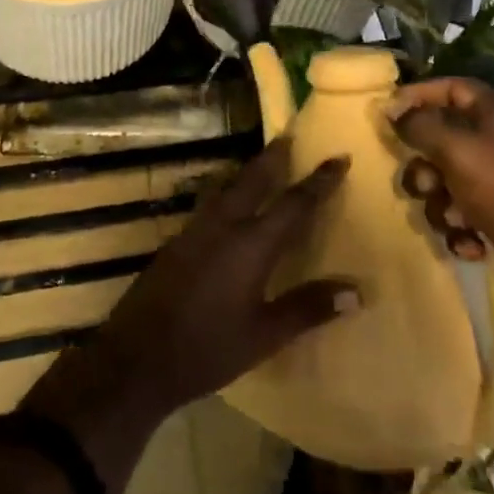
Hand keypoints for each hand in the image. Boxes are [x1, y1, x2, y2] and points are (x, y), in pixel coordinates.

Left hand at [87, 140, 360, 418]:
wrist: (136, 358)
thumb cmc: (207, 349)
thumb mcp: (264, 335)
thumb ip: (308, 308)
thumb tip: (356, 290)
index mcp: (251, 244)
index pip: (294, 203)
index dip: (319, 181)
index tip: (339, 158)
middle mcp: (223, 226)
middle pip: (254, 179)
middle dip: (274, 157)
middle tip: (289, 135)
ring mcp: (195, 231)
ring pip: (227, 187)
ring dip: (248, 172)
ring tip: (262, 163)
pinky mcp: (177, 242)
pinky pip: (210, 204)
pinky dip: (227, 192)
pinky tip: (227, 205)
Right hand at [387, 77, 493, 310]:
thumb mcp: (458, 151)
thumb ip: (420, 127)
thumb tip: (393, 110)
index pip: (451, 88)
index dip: (418, 96)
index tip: (388, 114)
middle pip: (441, 139)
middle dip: (424, 165)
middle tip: (423, 183)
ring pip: (444, 181)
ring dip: (439, 203)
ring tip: (453, 219)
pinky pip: (459, 213)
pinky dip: (459, 229)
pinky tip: (471, 242)